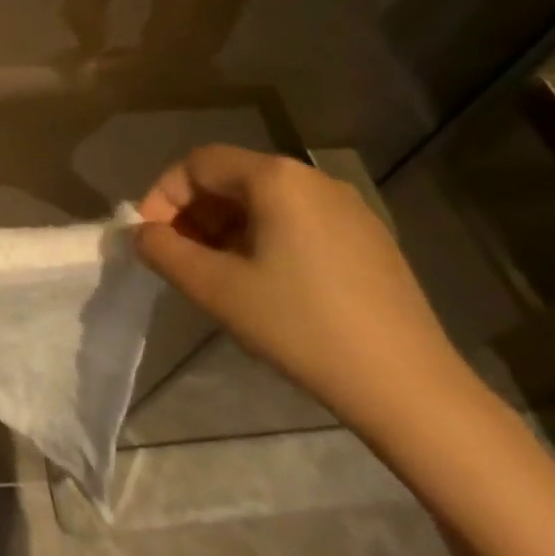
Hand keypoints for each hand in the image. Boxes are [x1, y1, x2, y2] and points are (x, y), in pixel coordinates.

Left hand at [63, 0, 244, 74]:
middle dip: (146, 76)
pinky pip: (207, 33)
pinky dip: (178, 46)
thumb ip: (87, 5)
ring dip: (162, 64)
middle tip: (104, 73)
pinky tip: (145, 41)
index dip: (128, 75)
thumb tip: (86, 52)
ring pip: (200, 51)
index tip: (94, 79)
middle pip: (187, 61)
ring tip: (118, 60)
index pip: (162, 54)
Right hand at [134, 145, 466, 430]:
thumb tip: (142, 234)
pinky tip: (266, 283)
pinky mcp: (369, 238)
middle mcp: (311, 177)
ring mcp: (347, 207)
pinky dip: (265, 238)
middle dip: (194, 214)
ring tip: (218, 274)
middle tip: (180, 259)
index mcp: (275, 177)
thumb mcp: (218, 290)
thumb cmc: (303, 328)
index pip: (197, 164)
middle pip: (231, 178)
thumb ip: (165, 253)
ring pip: (264, 200)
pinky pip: (297, 220)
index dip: (163, 196)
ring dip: (227, 228)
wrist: (413, 391)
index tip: (151, 240)